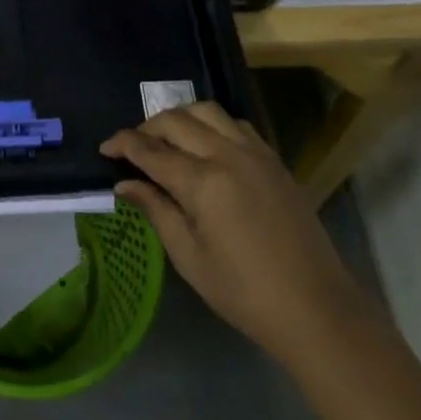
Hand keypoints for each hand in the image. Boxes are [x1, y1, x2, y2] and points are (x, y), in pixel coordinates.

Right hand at [101, 103, 352, 358]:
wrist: (316, 308)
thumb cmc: (244, 292)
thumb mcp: (189, 257)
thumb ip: (156, 210)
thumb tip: (125, 183)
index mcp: (203, 182)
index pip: (151, 150)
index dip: (123, 144)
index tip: (104, 148)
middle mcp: (228, 155)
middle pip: (176, 120)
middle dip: (147, 127)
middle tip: (132, 147)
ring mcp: (255, 153)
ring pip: (207, 111)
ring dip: (180, 118)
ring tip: (167, 139)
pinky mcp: (274, 160)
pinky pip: (236, 124)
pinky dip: (212, 124)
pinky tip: (206, 145)